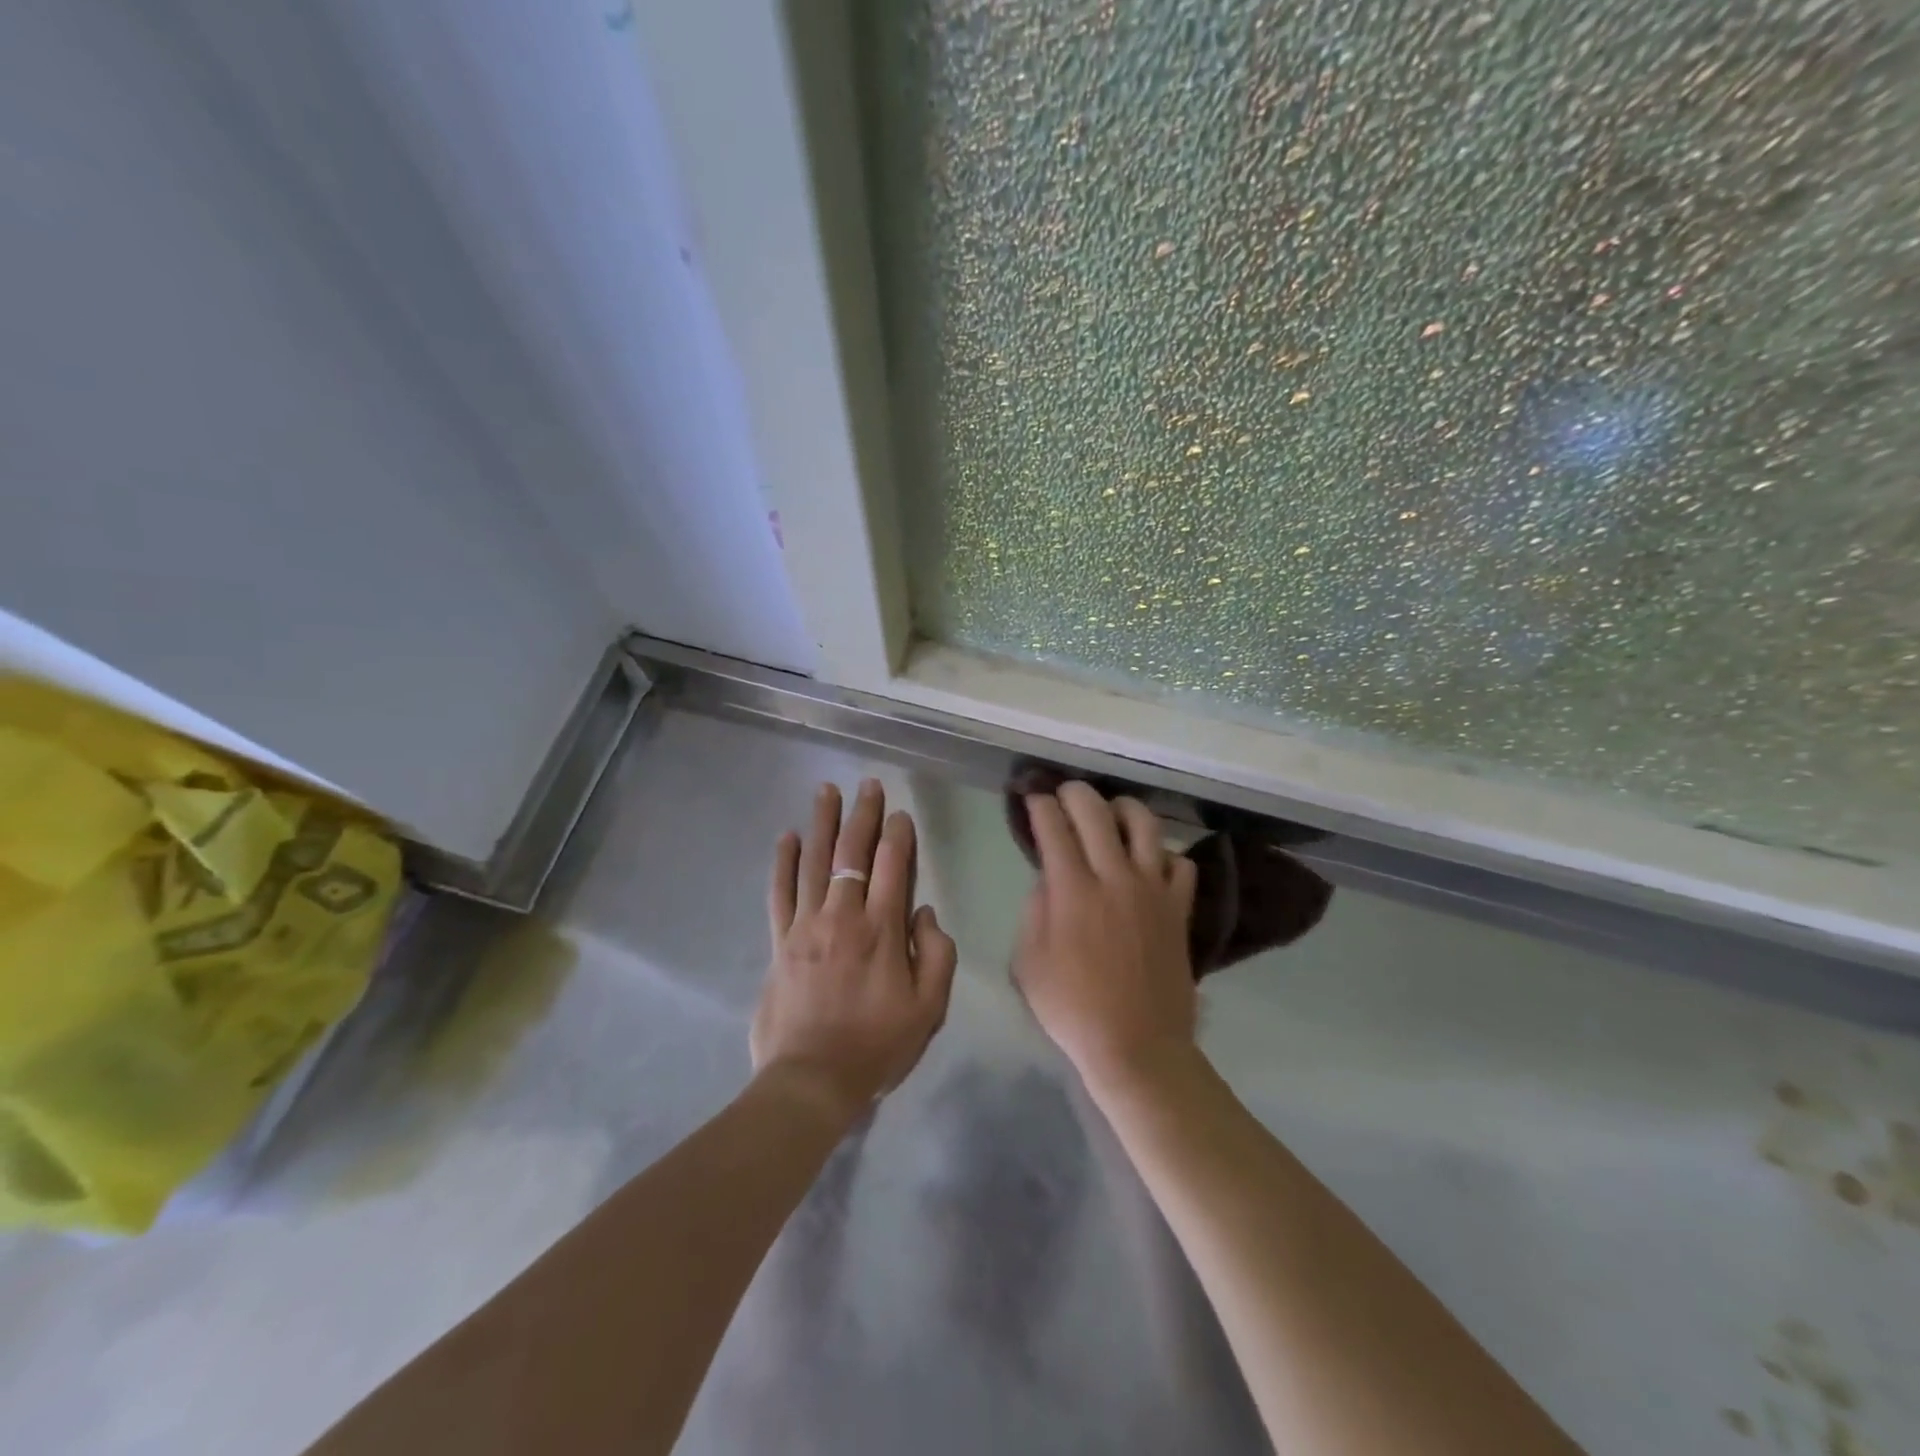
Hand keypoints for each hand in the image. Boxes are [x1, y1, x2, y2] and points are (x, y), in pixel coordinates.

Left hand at [753, 779, 957, 1121]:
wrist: (811, 1080)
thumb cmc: (877, 1046)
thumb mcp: (929, 1009)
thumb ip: (936, 954)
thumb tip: (924, 912)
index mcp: (883, 930)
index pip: (894, 866)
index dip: (898, 835)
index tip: (900, 814)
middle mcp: (843, 917)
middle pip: (853, 853)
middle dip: (862, 815)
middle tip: (867, 785)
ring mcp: (806, 926)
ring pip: (814, 862)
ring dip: (822, 823)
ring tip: (826, 791)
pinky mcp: (779, 942)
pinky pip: (780, 893)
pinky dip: (783, 863)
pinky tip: (786, 837)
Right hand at [1012, 783, 1199, 1091]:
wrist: (1138, 1047)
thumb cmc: (1073, 1009)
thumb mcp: (1028, 963)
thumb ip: (1035, 911)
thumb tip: (1049, 880)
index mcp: (1072, 891)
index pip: (1054, 827)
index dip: (1039, 805)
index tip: (1032, 798)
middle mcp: (1115, 877)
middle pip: (1096, 812)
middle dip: (1074, 793)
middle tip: (1063, 794)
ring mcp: (1153, 890)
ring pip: (1145, 824)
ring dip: (1122, 809)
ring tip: (1111, 813)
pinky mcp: (1179, 908)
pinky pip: (1180, 863)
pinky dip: (1162, 854)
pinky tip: (1149, 863)